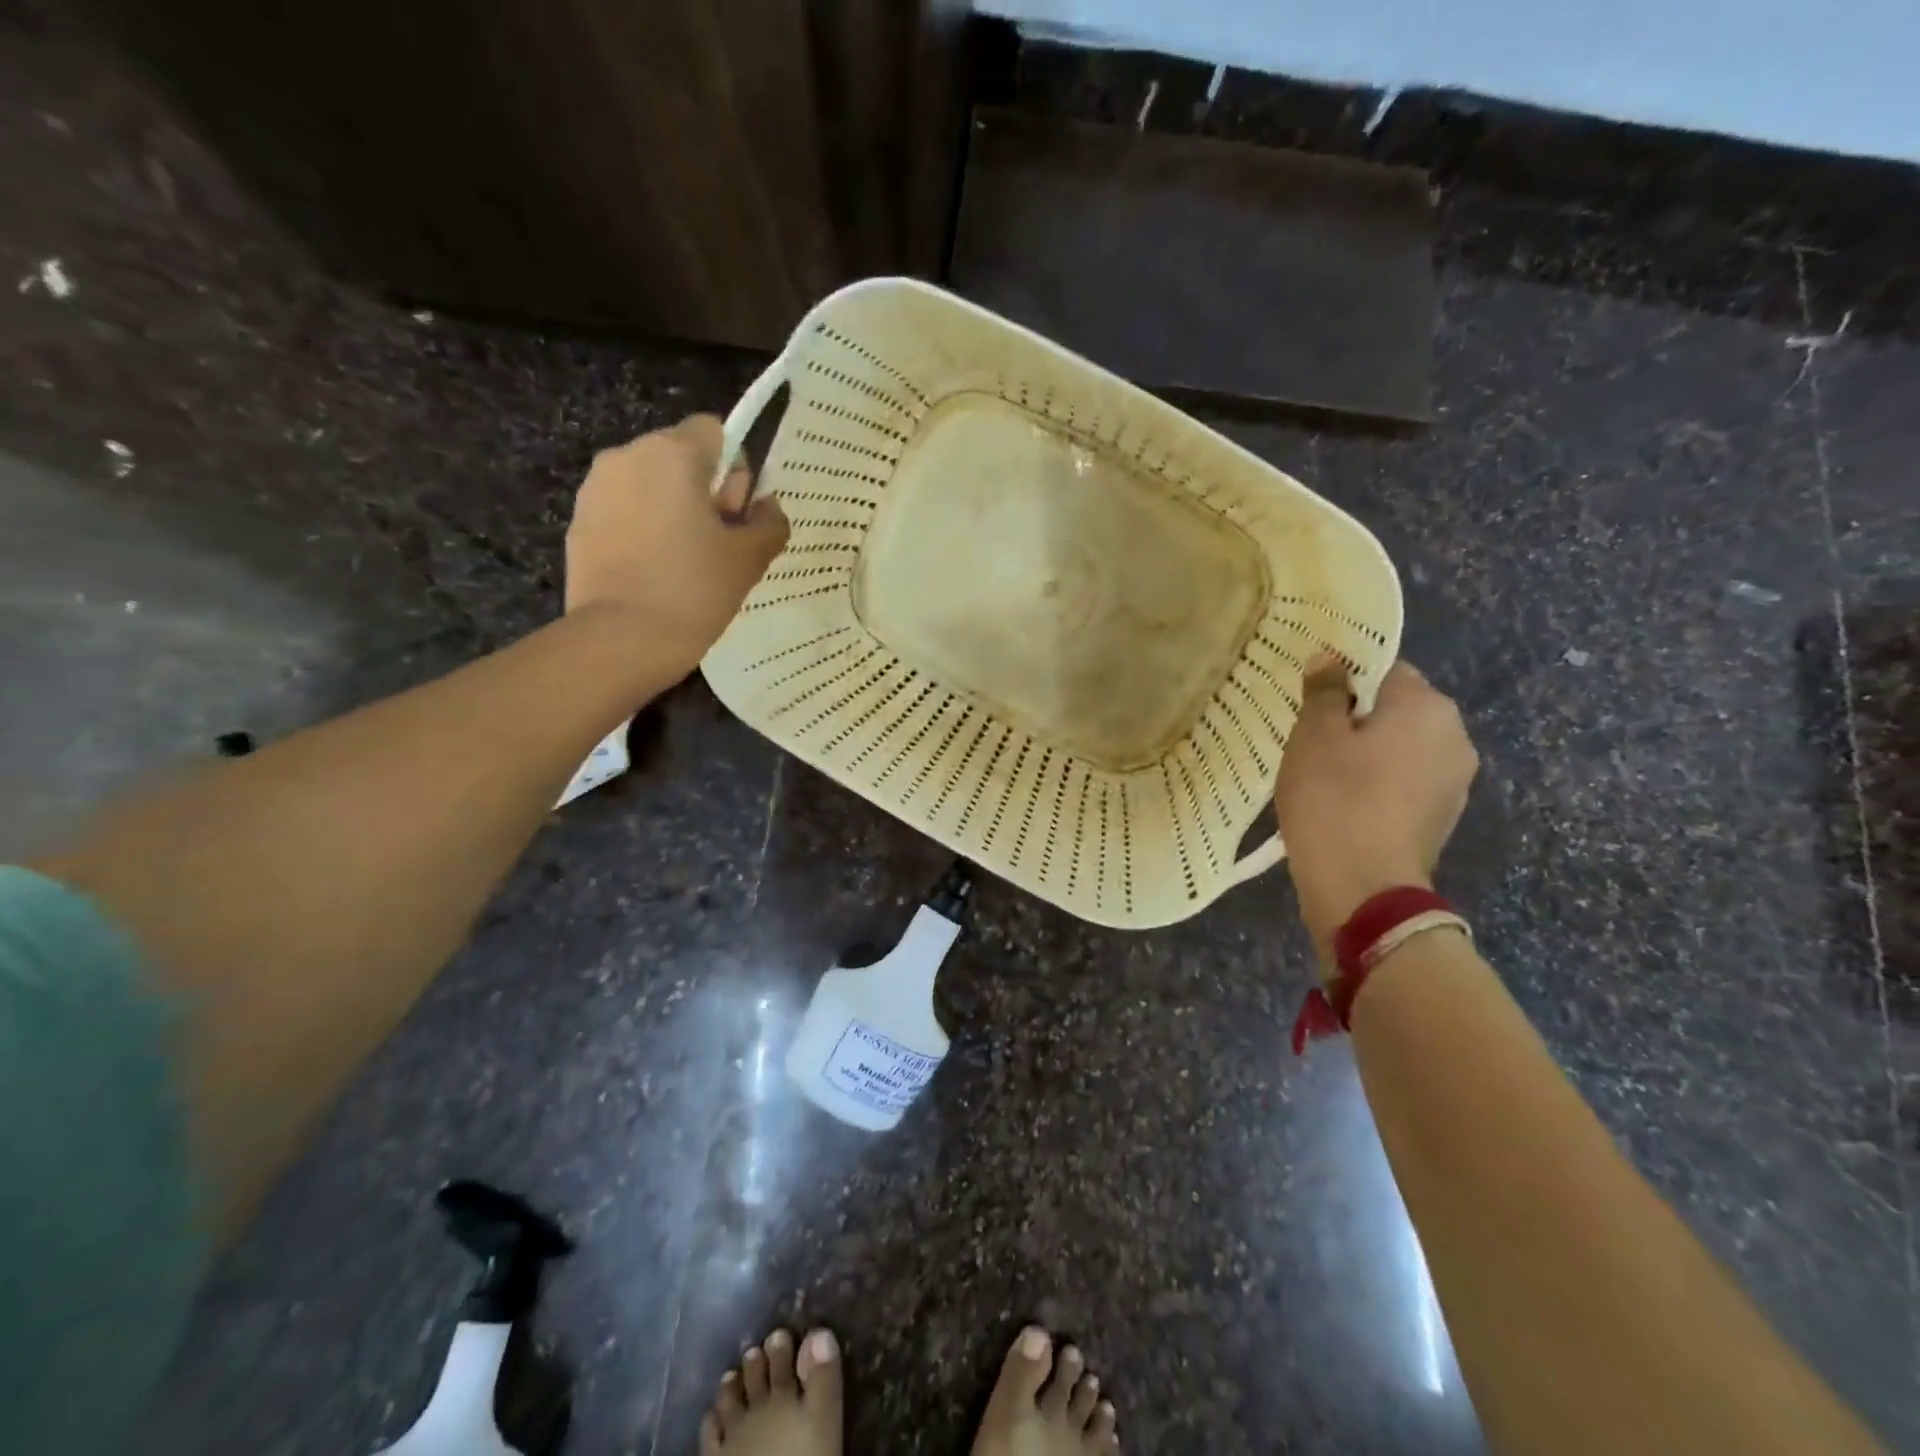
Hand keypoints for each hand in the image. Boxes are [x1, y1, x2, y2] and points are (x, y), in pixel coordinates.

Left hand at [565, 415, 788, 670]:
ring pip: (650, 485)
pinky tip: (653, 574)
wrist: (621, 640)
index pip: (715, 430)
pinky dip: (643, 531)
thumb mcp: (749, 558)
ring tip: (683, 564)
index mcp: (672, 454)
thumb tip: (767, 507)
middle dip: (703, 491)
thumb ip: (769, 523)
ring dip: (672, 511)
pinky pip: (624, 512)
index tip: (735, 516)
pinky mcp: (578, 522)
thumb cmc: (694, 590)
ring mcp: (595, 489)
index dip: (735, 470)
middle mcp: (627, 457)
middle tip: (715, 545)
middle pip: (681, 457)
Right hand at [1274, 661, 1477, 950]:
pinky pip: (1406, 781)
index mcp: (1426, 706)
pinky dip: (1379, 782)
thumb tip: (1330, 657)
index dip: (1344, 678)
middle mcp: (1453, 735)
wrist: (1363, 888)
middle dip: (1357, 717)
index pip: (1385, 668)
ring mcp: (1454, 781)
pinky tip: (1345, 802)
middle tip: (1310, 737)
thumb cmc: (1333, 799)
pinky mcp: (1442, 816)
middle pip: (1397, 709)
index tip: (1311, 699)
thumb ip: (1324, 691)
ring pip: (1402, 747)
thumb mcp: (1314, 736)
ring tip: (1323, 772)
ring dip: (1369, 751)